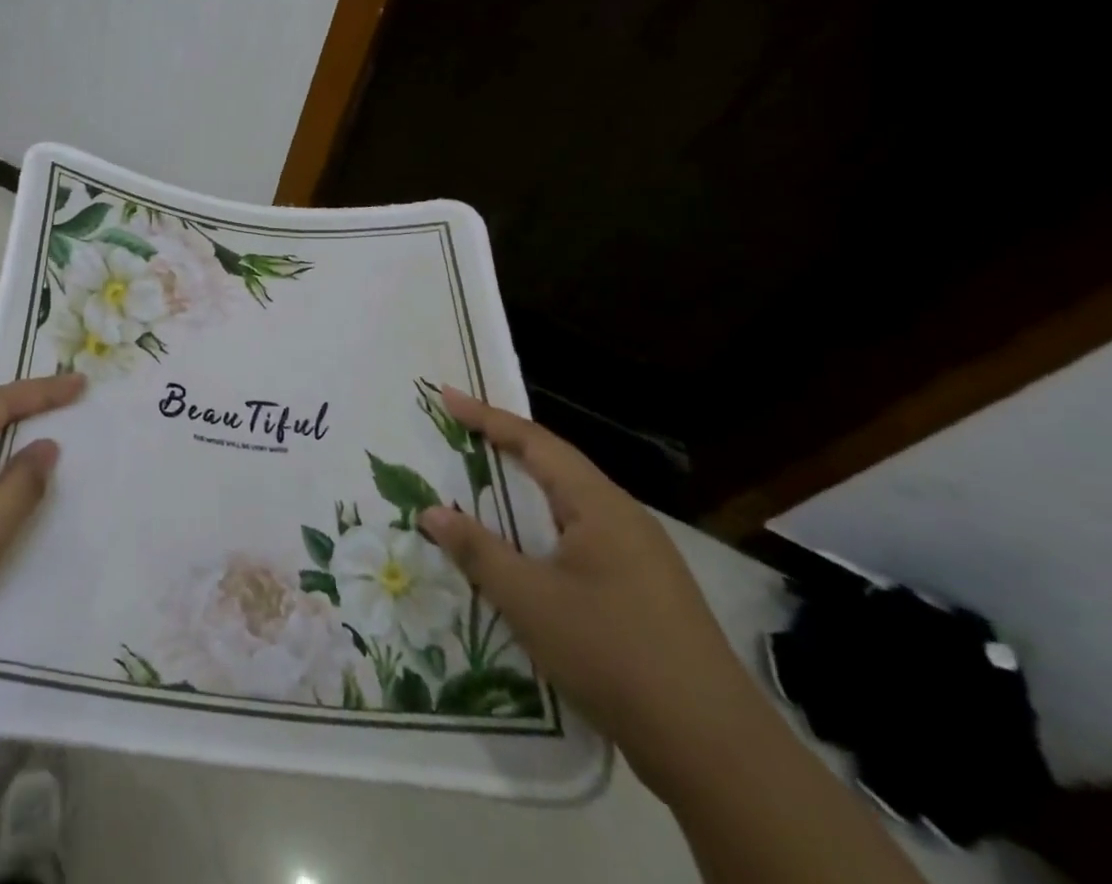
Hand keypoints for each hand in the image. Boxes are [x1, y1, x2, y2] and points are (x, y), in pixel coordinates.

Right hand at [418, 388, 769, 795]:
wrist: (716, 752)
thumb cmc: (614, 655)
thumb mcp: (530, 601)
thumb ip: (478, 551)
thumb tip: (431, 512)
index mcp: (601, 506)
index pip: (535, 443)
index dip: (487, 417)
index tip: (446, 395)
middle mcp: (625, 520)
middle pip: (557, 467)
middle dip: (506, 446)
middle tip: (460, 432)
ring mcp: (642, 558)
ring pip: (571, 507)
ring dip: (525, 492)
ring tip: (484, 485)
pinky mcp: (646, 594)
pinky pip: (583, 541)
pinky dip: (544, 531)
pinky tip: (527, 554)